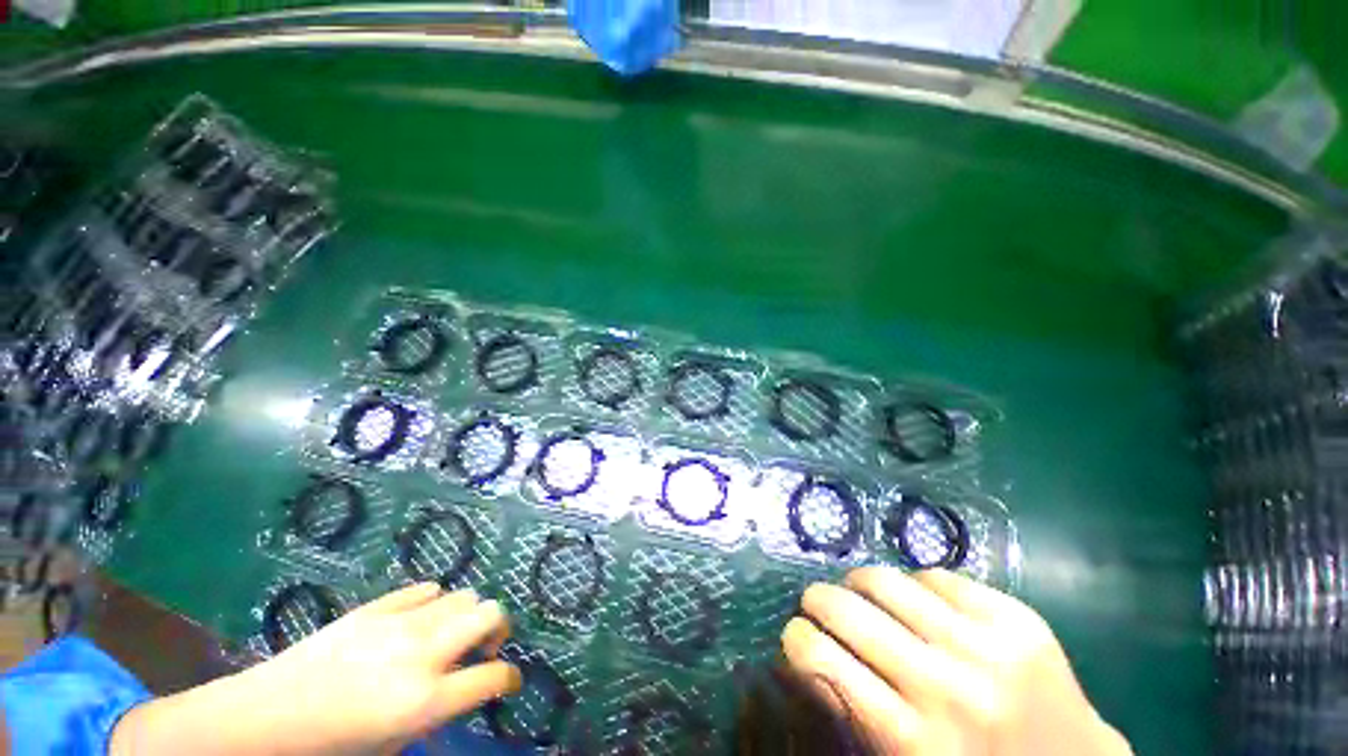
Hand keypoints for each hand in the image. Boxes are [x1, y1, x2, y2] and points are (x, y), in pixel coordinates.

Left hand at [111, 584, 520, 755]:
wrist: (266, 717)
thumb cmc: (329, 747)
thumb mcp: (389, 747)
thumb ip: (433, 718)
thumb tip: (457, 698)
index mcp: (425, 699)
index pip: (492, 677)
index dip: (509, 679)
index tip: (508, 682)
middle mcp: (422, 653)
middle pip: (489, 613)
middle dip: (498, 628)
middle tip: (484, 648)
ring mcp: (399, 623)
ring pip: (463, 595)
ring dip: (467, 615)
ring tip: (450, 635)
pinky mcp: (376, 607)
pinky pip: (423, 590)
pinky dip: (432, 602)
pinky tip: (418, 620)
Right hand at [781, 568, 1130, 755]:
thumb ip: (849, 716)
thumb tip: (799, 659)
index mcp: (912, 740)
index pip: (821, 660)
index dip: (795, 638)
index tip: (796, 636)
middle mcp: (946, 687)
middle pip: (848, 611)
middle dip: (817, 600)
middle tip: (815, 603)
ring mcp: (988, 647)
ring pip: (888, 581)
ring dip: (858, 581)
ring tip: (858, 590)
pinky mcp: (1017, 619)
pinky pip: (938, 576)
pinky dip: (914, 583)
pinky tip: (916, 600)